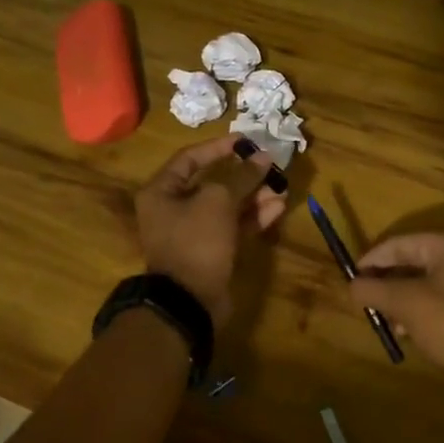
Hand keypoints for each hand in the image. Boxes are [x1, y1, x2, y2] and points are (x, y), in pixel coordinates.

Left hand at [136, 136, 285, 324]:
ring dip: (254, 197)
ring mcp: (193, 233)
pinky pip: (233, 227)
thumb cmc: (196, 241)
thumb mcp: (218, 201)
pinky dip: (254, 217)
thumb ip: (242, 176)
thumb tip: (263, 156)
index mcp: (162, 191)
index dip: (218, 147)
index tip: (246, 141)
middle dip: (243, 176)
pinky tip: (277, 208)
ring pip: (227, 207)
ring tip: (281, 188)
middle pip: (212, 183)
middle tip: (270, 167)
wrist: (189, 301)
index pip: (190, 158)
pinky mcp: (212, 252)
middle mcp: (174, 209)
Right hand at [348, 232, 443, 390]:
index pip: (399, 243)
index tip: (352, 279)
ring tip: (384, 320)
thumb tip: (352, 285)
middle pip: (411, 261)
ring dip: (399, 299)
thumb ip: (373, 289)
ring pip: (423, 282)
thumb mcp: (404, 302)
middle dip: (386, 282)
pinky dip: (417, 309)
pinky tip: (405, 330)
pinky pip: (436, 297)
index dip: (372, 260)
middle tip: (365, 300)